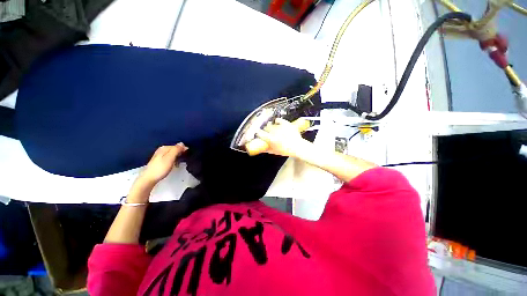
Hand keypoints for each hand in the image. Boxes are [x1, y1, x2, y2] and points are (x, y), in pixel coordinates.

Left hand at [136, 143, 187, 186]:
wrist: (149, 178)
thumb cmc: (161, 168)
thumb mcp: (170, 157)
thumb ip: (176, 150)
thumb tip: (182, 143)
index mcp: (164, 148)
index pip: (178, 146)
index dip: (183, 150)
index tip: (187, 156)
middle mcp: (162, 150)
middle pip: (175, 150)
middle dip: (180, 154)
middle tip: (182, 160)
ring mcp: (160, 155)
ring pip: (173, 154)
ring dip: (177, 158)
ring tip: (178, 164)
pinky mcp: (160, 161)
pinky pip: (170, 158)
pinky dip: (173, 161)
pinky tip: (174, 165)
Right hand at [256, 118, 308, 156]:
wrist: (298, 147)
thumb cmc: (286, 151)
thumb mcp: (274, 151)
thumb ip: (266, 149)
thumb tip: (261, 148)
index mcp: (271, 139)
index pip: (260, 133)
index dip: (258, 133)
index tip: (257, 133)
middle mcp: (275, 132)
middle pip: (266, 128)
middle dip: (265, 130)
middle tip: (266, 133)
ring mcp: (281, 127)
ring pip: (271, 124)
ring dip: (270, 127)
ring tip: (273, 130)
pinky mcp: (286, 124)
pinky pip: (278, 120)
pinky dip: (277, 121)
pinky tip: (277, 123)